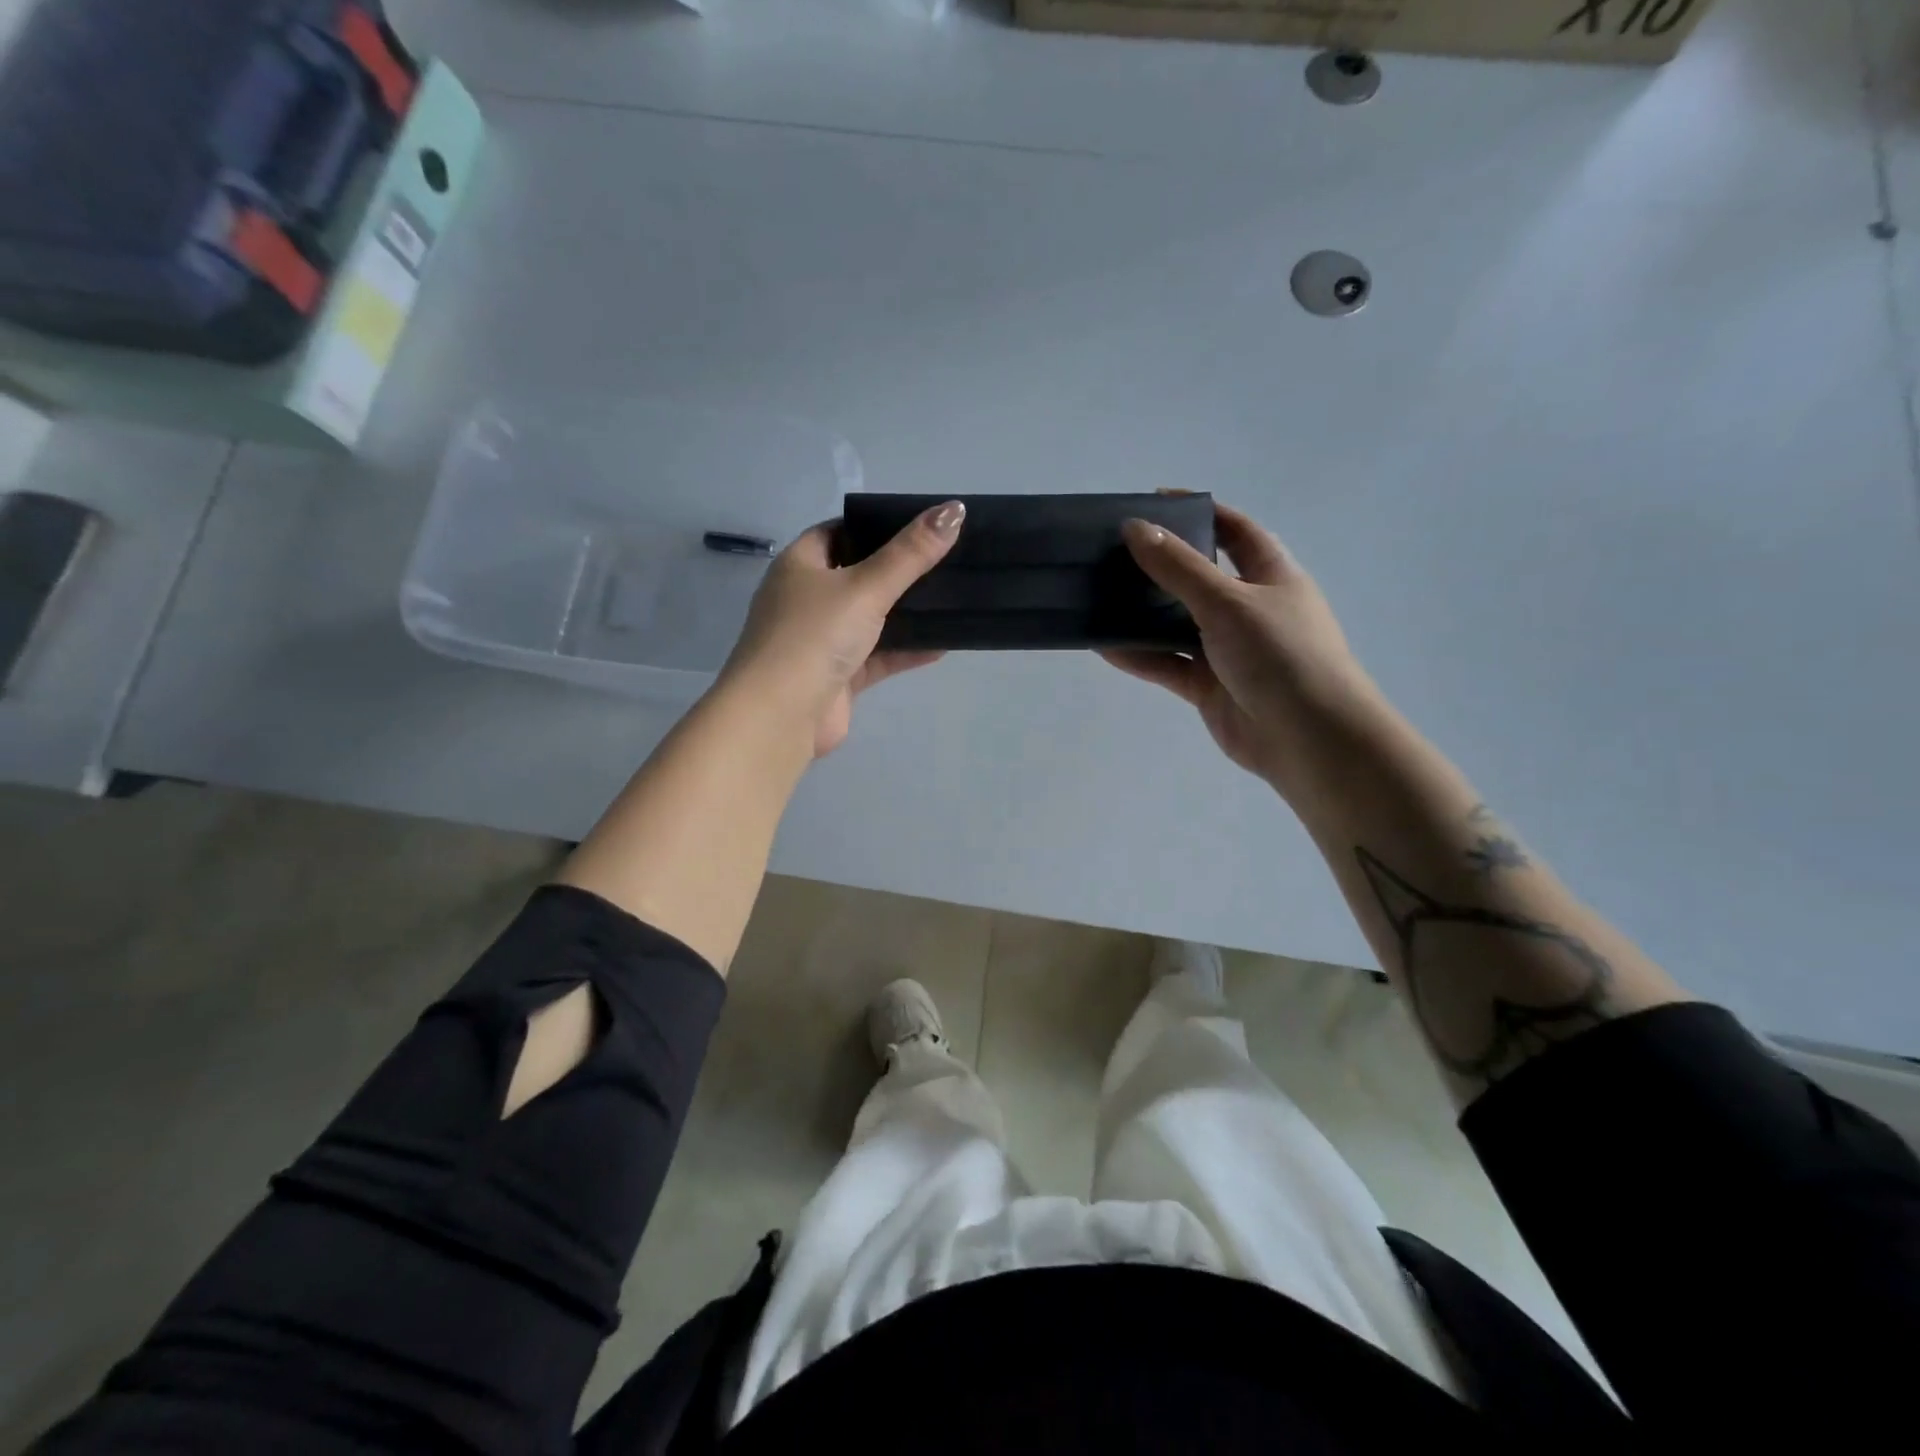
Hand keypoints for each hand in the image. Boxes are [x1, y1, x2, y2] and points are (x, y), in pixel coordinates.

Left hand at [717, 501, 964, 758]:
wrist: (781, 715)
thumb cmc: (815, 636)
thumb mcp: (866, 587)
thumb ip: (911, 553)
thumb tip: (954, 510)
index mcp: (800, 565)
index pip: (838, 532)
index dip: (874, 526)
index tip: (918, 525)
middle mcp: (806, 599)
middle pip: (858, 576)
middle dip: (898, 571)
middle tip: (944, 561)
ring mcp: (821, 640)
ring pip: (870, 619)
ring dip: (904, 614)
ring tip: (950, 598)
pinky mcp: (838, 677)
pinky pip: (878, 656)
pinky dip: (905, 650)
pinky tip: (942, 644)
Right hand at [1101, 502, 1383, 800]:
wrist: (1307, 738)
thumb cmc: (1280, 654)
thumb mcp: (1228, 601)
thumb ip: (1178, 567)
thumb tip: (1134, 528)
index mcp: (1270, 575)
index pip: (1234, 531)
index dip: (1199, 513)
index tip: (1154, 502)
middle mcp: (1248, 608)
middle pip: (1197, 578)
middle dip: (1159, 566)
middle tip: (1112, 553)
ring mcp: (1227, 650)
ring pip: (1176, 624)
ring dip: (1142, 614)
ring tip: (1098, 597)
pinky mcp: (1208, 686)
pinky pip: (1168, 664)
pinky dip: (1139, 656)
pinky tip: (1103, 646)